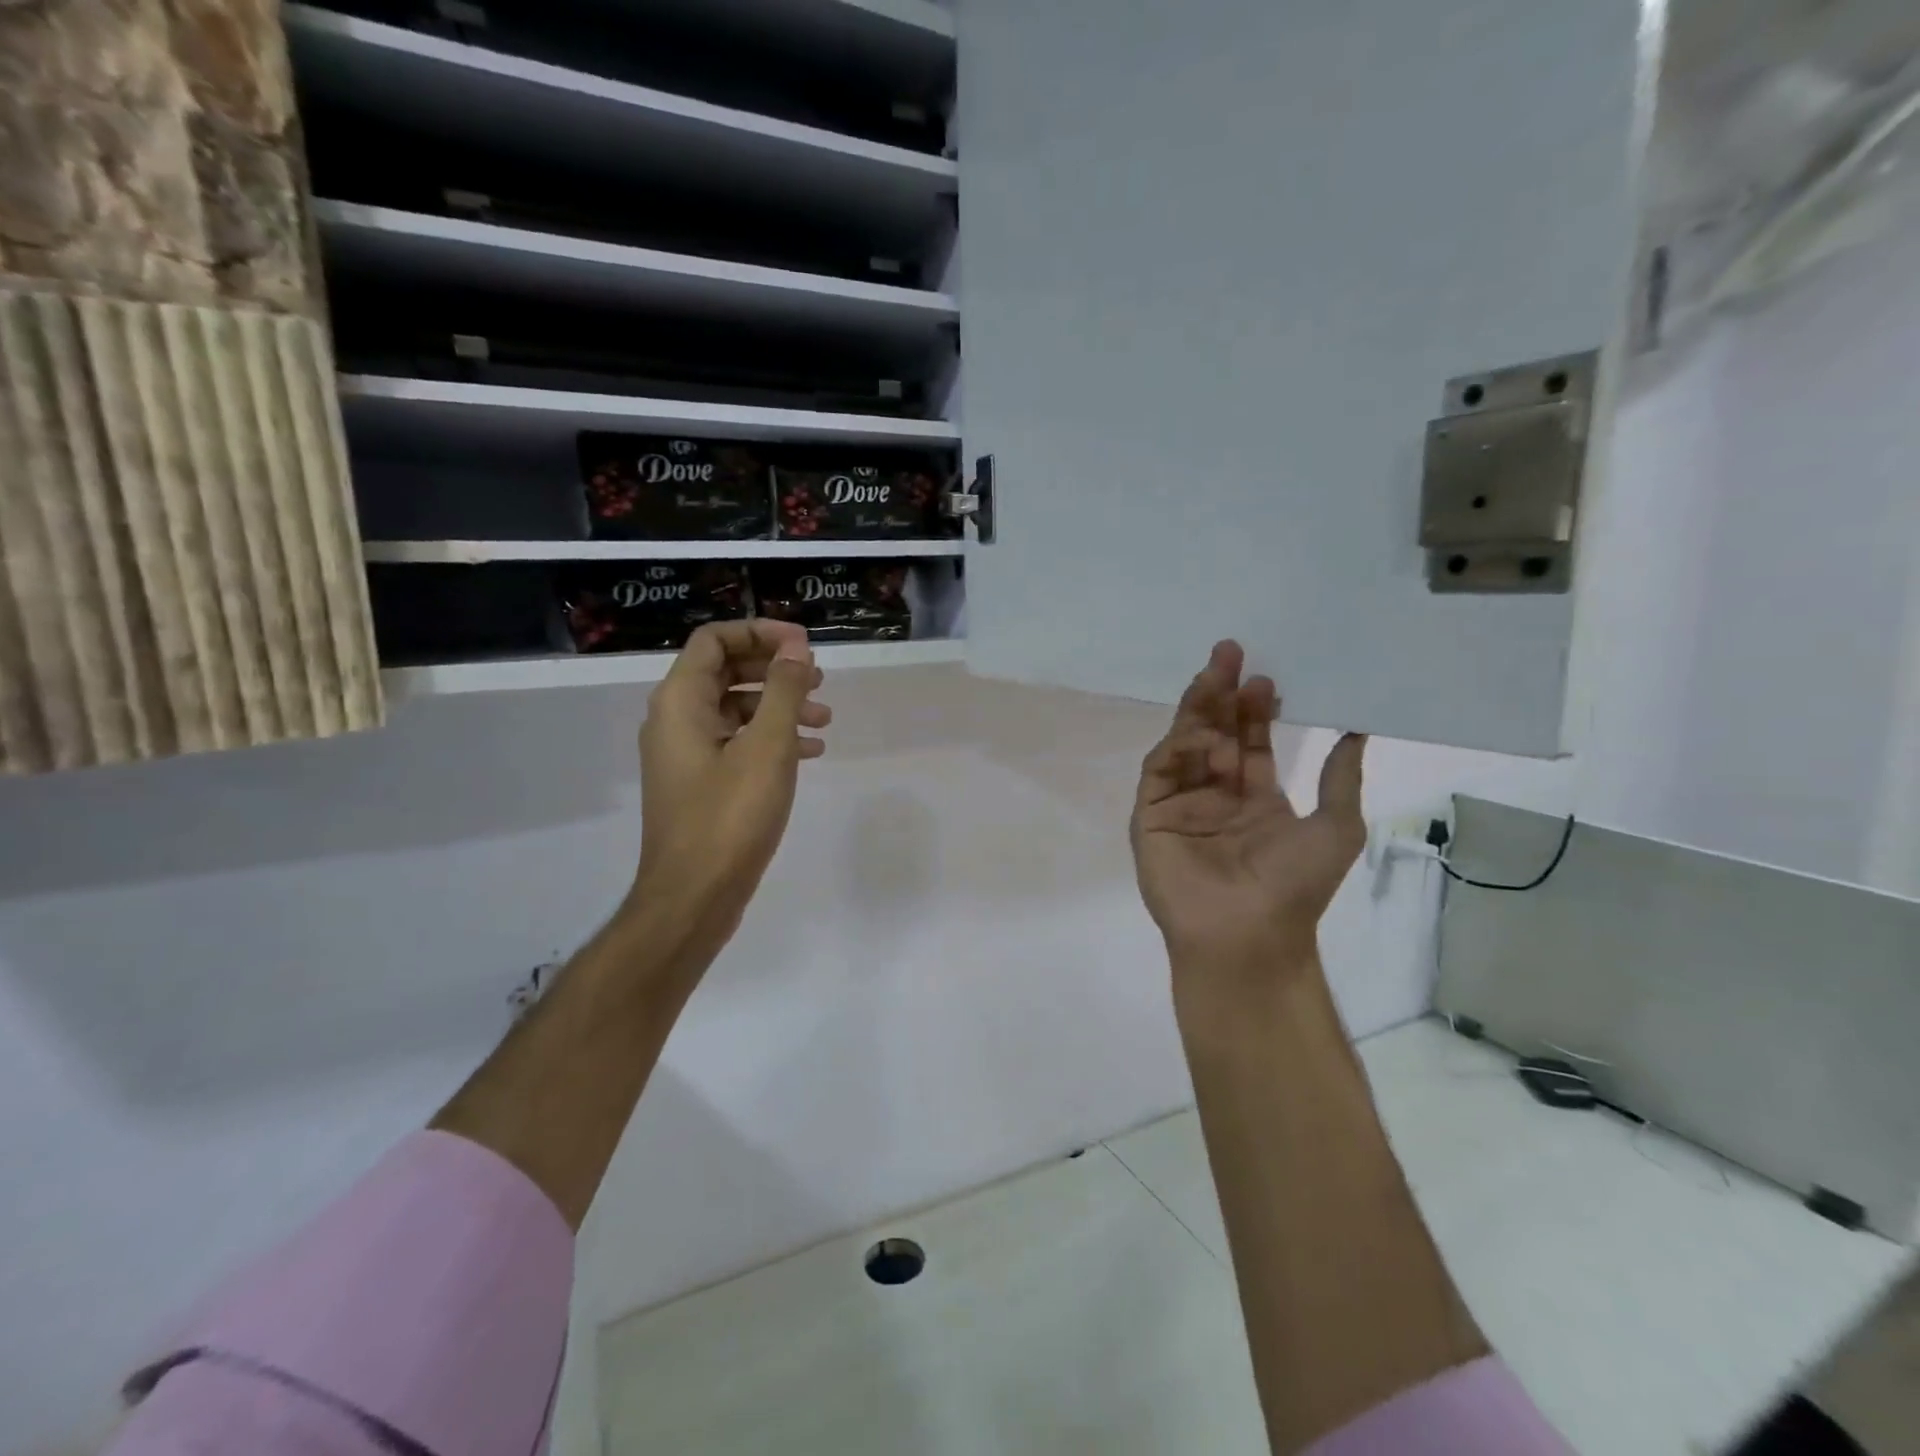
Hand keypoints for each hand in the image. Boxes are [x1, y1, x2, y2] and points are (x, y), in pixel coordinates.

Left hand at [629, 619, 829, 972]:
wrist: (694, 896)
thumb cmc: (730, 816)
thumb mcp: (767, 746)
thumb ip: (783, 690)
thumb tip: (795, 647)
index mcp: (681, 701)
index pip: (714, 639)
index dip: (761, 632)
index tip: (804, 645)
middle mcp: (675, 720)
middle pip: (725, 670)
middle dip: (775, 669)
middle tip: (819, 679)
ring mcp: (686, 754)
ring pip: (735, 709)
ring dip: (779, 705)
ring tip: (825, 719)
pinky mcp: (700, 783)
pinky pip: (736, 743)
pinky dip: (771, 738)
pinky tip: (810, 752)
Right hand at [1130, 640, 1365, 976]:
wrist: (1247, 936)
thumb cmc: (1293, 886)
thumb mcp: (1335, 826)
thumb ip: (1339, 777)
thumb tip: (1359, 730)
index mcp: (1254, 800)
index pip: (1251, 743)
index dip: (1256, 711)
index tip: (1265, 677)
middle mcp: (1214, 796)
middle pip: (1214, 733)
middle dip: (1221, 694)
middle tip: (1230, 651)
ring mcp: (1180, 806)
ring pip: (1184, 745)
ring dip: (1198, 710)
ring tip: (1215, 674)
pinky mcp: (1149, 817)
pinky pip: (1160, 772)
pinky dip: (1176, 746)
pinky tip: (1197, 727)